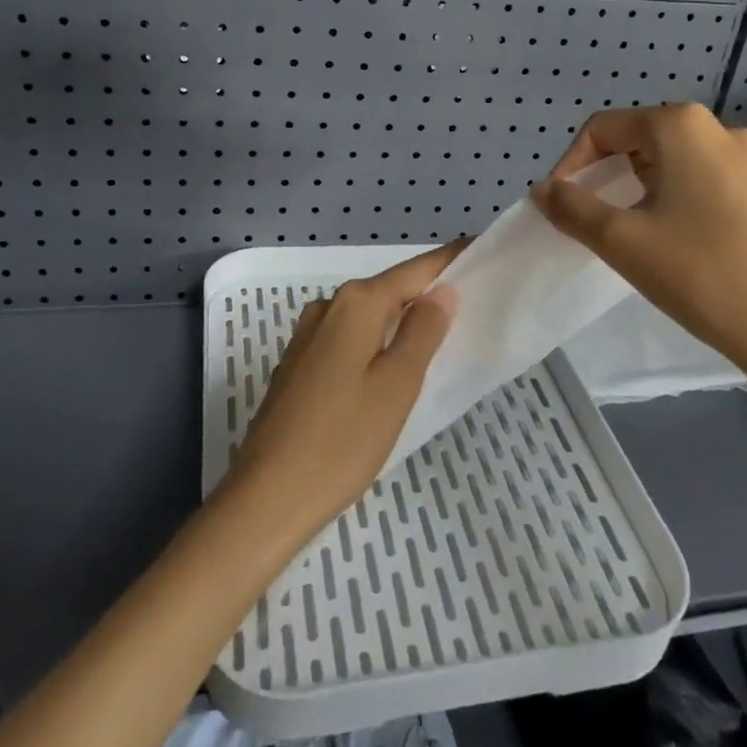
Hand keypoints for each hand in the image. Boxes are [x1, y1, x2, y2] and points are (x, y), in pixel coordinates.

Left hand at [222, 242, 462, 546]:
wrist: (266, 497)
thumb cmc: (342, 440)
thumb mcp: (397, 385)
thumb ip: (422, 332)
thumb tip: (442, 292)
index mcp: (355, 304)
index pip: (413, 270)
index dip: (448, 261)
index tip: (480, 250)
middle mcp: (328, 308)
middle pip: (388, 289)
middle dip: (426, 292)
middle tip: (470, 300)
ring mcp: (307, 336)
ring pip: (367, 316)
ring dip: (400, 318)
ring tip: (438, 333)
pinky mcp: (298, 365)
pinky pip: (348, 339)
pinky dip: (376, 341)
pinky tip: (390, 364)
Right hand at [530, 105, 746, 420]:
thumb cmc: (702, 273)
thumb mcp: (622, 241)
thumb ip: (573, 208)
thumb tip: (543, 190)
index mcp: (682, 127)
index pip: (604, 128)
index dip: (571, 164)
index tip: (558, 205)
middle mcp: (720, 130)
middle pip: (639, 140)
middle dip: (605, 176)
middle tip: (589, 221)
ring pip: (672, 163)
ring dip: (638, 190)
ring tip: (627, 234)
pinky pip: (703, 182)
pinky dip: (673, 201)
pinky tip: (673, 243)